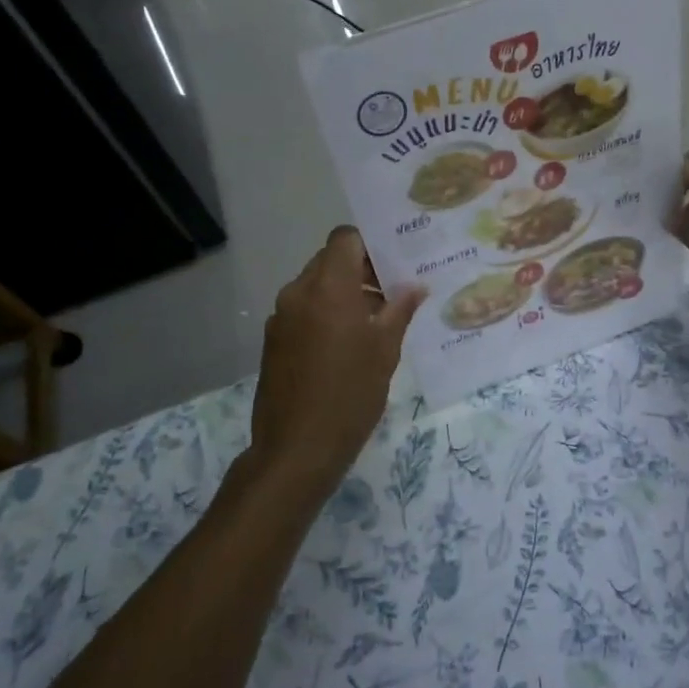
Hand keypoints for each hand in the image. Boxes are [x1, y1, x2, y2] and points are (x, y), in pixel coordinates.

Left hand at [249, 227, 423, 494]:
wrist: (297, 448)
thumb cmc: (350, 394)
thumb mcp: (385, 350)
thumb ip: (400, 310)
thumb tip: (415, 286)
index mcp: (328, 288)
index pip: (345, 238)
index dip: (370, 244)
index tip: (394, 263)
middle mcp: (298, 293)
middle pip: (329, 260)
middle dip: (360, 270)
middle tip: (392, 292)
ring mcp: (281, 316)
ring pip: (316, 286)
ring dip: (343, 292)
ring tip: (374, 321)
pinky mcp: (273, 340)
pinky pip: (303, 310)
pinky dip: (325, 313)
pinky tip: (347, 344)